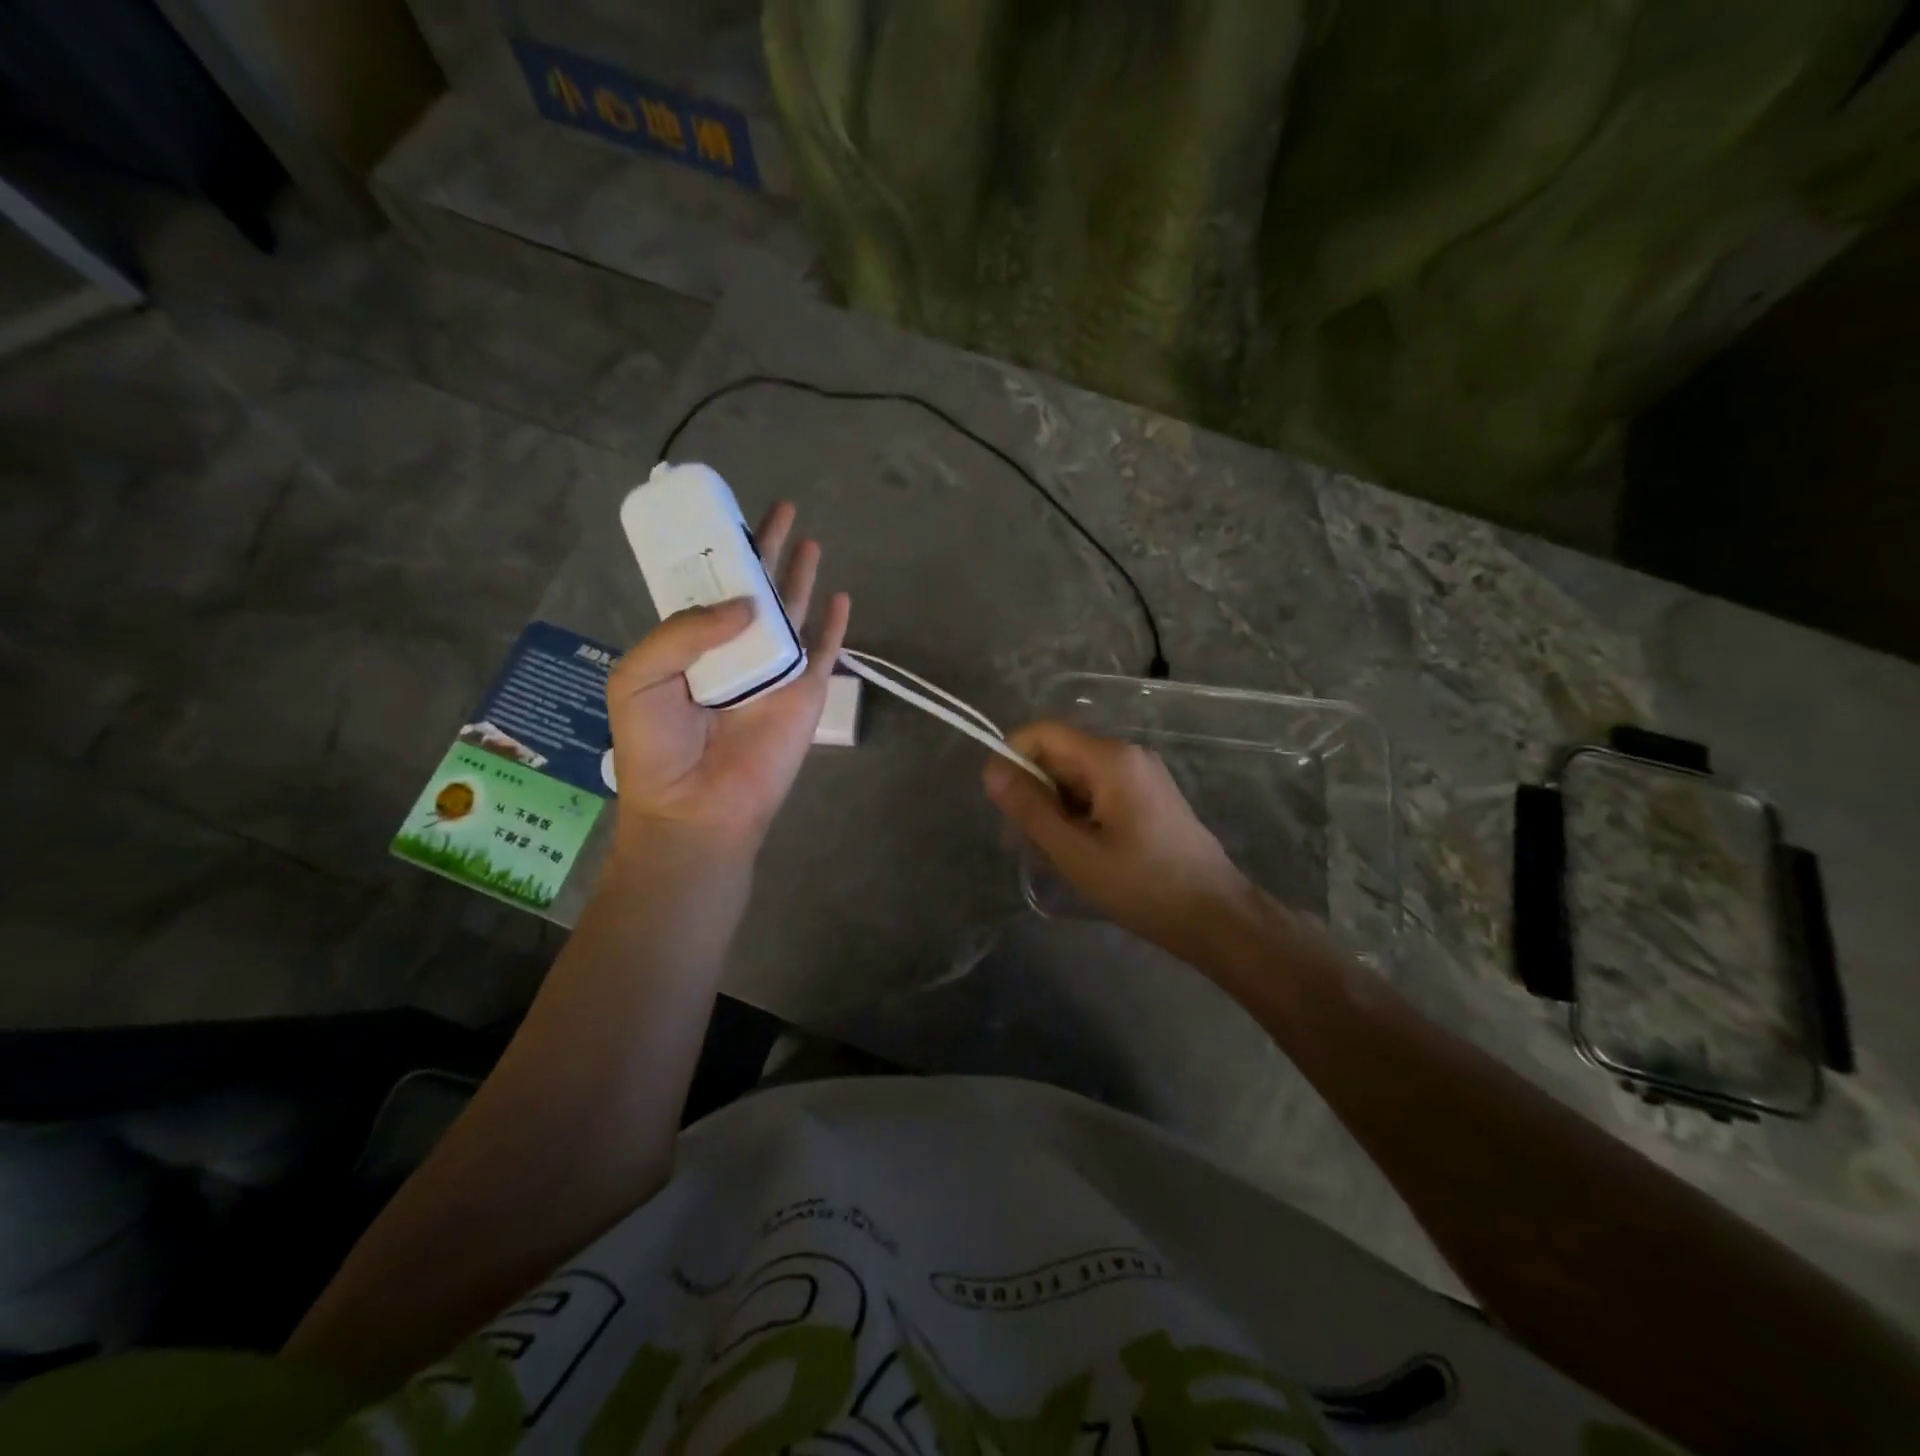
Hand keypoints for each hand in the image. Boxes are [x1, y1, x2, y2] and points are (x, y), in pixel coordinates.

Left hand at [607, 502, 850, 858]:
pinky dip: (836, 625)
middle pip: (755, 590)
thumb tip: (745, 603)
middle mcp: (733, 650)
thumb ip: (683, 630)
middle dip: (766, 549)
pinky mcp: (805, 693)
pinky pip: (824, 651)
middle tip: (780, 510)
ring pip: (792, 612)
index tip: (726, 518)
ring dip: (800, 576)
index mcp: (690, 646)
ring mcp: (773, 671)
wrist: (697, 808)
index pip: (708, 589)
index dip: (717, 554)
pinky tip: (841, 596)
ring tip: (808, 539)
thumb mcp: (639, 677)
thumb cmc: (657, 748)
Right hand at [983, 721, 1256, 956]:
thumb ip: (1030, 808)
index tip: (999, 801)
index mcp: (1110, 759)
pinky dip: (1077, 817)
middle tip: (1021, 843)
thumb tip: (992, 771)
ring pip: (1076, 778)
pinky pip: (1097, 793)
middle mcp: (1127, 755)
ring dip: (1053, 810)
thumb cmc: (1142, 885)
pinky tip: (1075, 855)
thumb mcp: (1075, 851)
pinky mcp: (1147, 798)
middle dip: (1033, 792)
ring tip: (1048, 857)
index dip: (1012, 757)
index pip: (1044, 733)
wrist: (1214, 916)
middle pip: (1060, 755)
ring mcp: (1140, 776)